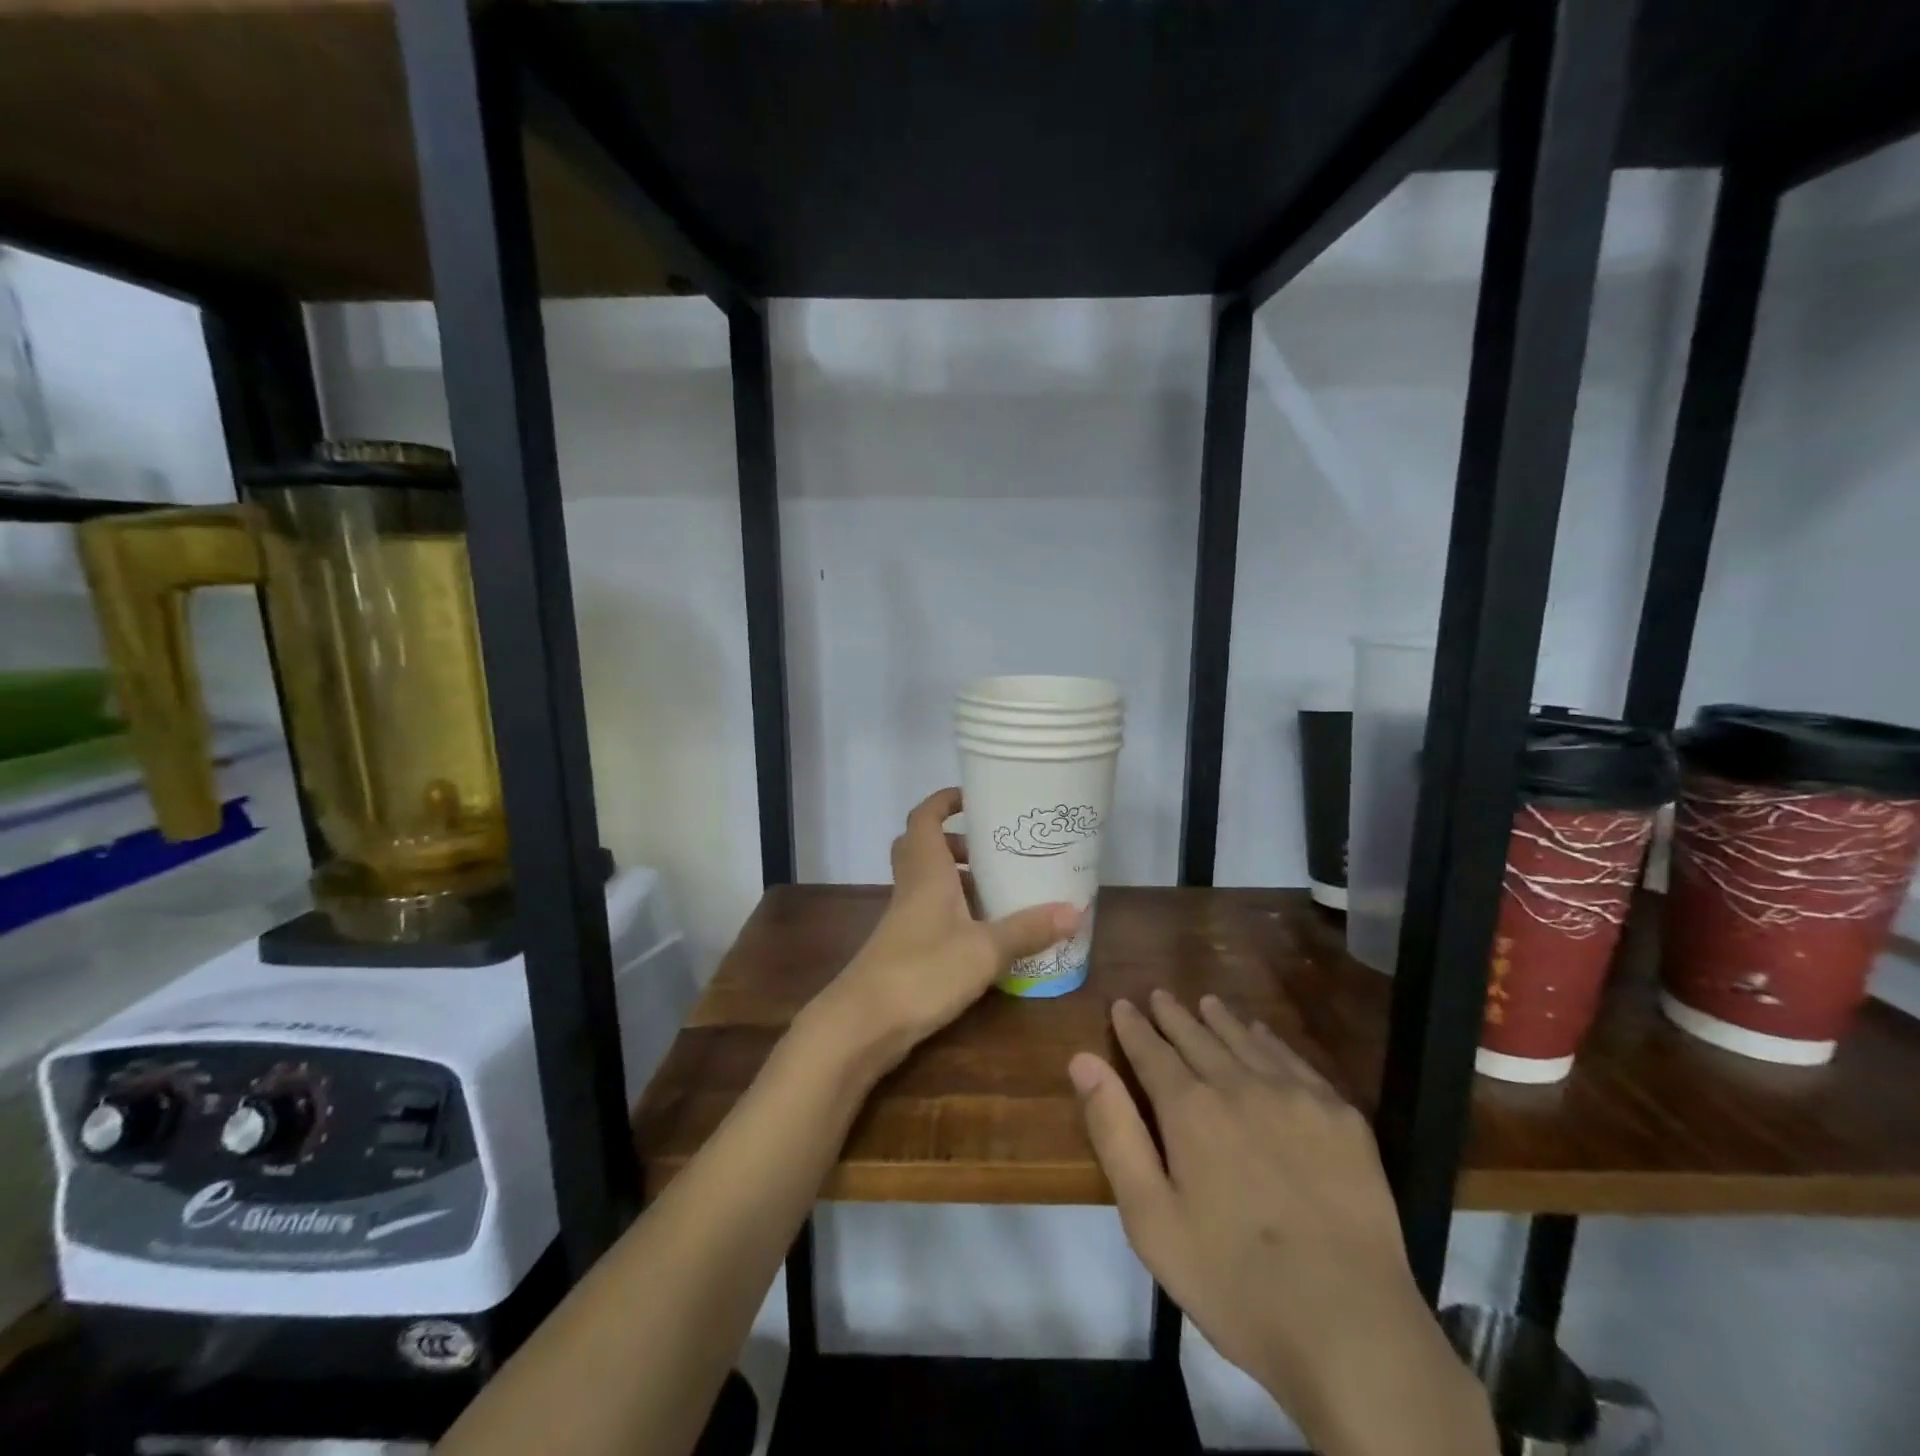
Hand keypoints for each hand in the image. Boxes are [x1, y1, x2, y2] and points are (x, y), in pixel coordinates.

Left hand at [807, 787, 1079, 1073]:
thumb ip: (1027, 929)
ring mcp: (905, 919)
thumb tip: (1075, 911)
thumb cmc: (923, 971)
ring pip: (928, 881)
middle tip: (993, 847)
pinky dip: (956, 911)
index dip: (944, 800)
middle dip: (957, 840)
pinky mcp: (905, 947)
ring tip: (999, 887)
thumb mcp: (985, 949)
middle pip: (923, 846)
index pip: (924, 818)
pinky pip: (931, 912)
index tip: (975, 796)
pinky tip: (985, 933)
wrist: (864, 1023)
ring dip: (958, 877)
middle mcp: (912, 887)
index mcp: (926, 871)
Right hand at [1069, 993, 1493, 1455]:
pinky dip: (1270, 1041)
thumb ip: (1114, 1132)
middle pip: (1198, 1037)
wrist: (1350, 1329)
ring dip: (1221, 1020)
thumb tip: (1083, 1060)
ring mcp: (1296, 1097)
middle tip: (1160, 995)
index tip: (1122, 1004)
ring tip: (1206, 1002)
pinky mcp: (1342, 1117)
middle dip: (1173, 1015)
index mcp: (1190, 1109)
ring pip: (1247, 1041)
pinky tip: (1263, 1036)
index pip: (1152, 1051)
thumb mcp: (1150, 1217)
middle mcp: (1240, 1085)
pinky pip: (1295, 1061)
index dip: (1133, 1026)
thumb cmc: (1233, 1279)